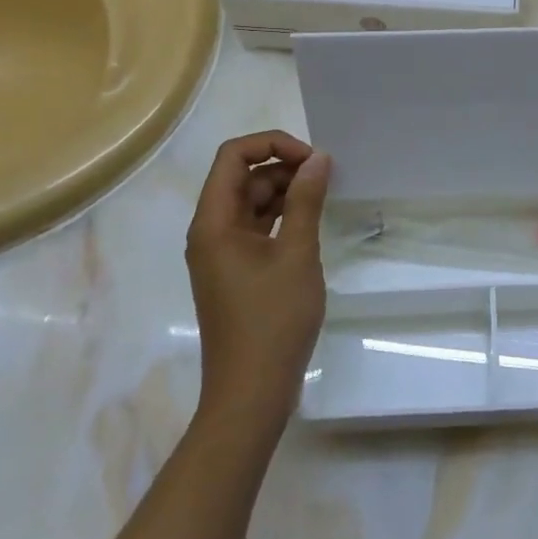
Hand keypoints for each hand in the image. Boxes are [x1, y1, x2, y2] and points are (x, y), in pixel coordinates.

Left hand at [185, 131, 331, 423]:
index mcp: (214, 222)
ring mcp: (222, 254)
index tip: (312, 159)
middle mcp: (210, 232)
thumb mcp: (297, 254)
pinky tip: (311, 221)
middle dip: (282, 167)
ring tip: (324, 195)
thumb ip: (306, 201)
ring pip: (250, 203)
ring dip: (284, 191)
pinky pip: (256, 228)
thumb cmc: (273, 320)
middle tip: (326, 176)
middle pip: (241, 177)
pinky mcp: (236, 272)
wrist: (251, 394)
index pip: (233, 156)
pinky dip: (281, 216)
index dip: (272, 144)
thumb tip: (318, 158)